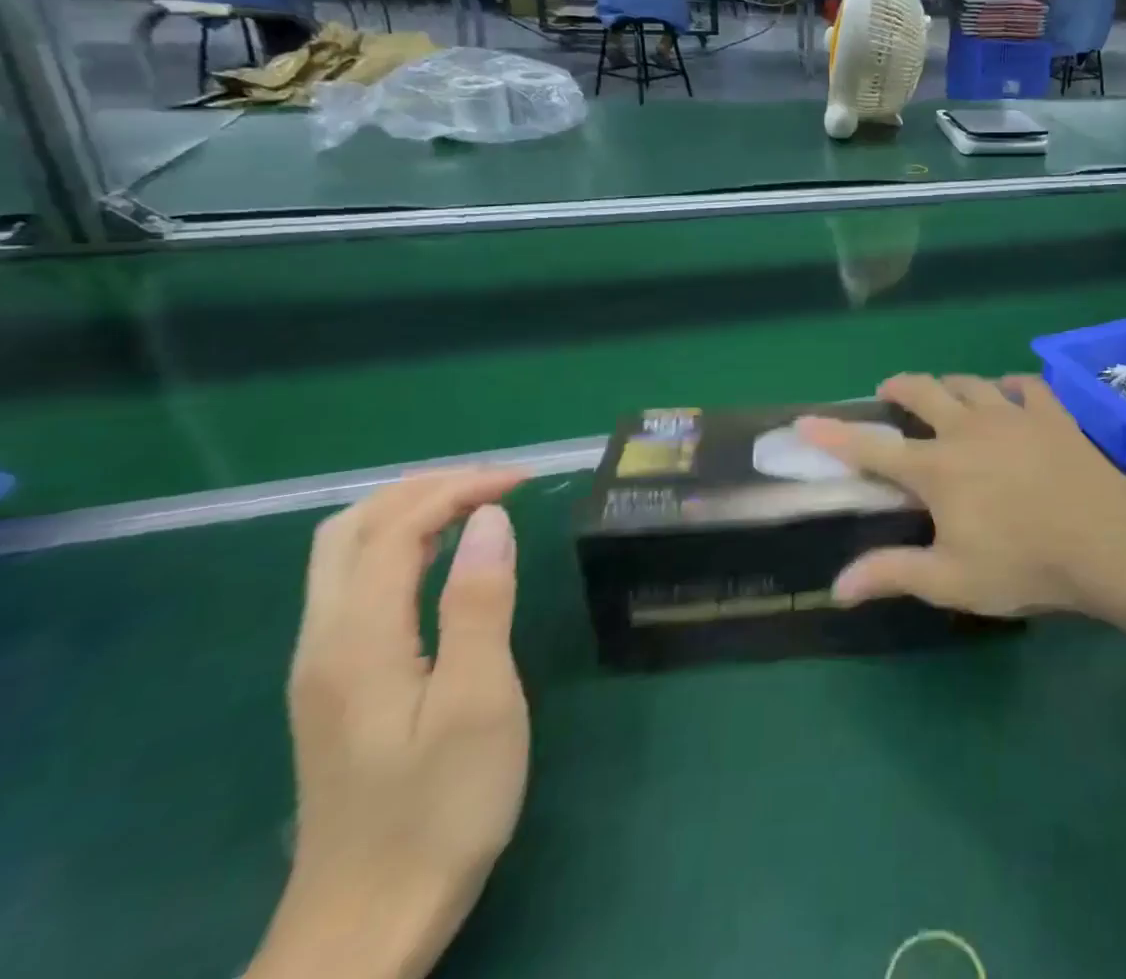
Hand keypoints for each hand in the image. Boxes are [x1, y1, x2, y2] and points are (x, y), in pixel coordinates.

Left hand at [246, 468, 530, 978]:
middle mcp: (323, 643)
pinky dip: (399, 547)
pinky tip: (442, 560)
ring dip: (408, 513)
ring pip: (344, 556)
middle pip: (351, 530)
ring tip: (476, 506)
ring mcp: (322, 667)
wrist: (368, 924)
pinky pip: (354, 586)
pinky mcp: (335, 687)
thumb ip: (479, 603)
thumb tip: (490, 519)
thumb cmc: (440, 807)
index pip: (395, 529)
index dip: (459, 489)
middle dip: (424, 487)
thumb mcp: (479, 701)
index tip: (524, 479)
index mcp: (357, 641)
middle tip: (497, 482)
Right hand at [798, 375, 1125, 657]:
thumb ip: (893, 574)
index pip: (872, 449)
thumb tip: (837, 586)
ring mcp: (1012, 414)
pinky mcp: (1051, 413)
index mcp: (937, 469)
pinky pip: (1026, 385)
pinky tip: (1011, 393)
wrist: (1104, 539)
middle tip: (889, 392)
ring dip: (951, 384)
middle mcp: (967, 429)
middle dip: (899, 388)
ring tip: (945, 392)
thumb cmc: (1023, 563)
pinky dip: (1012, 386)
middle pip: (923, 393)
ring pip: (971, 382)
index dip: (834, 435)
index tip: (806, 422)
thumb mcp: (951, 580)